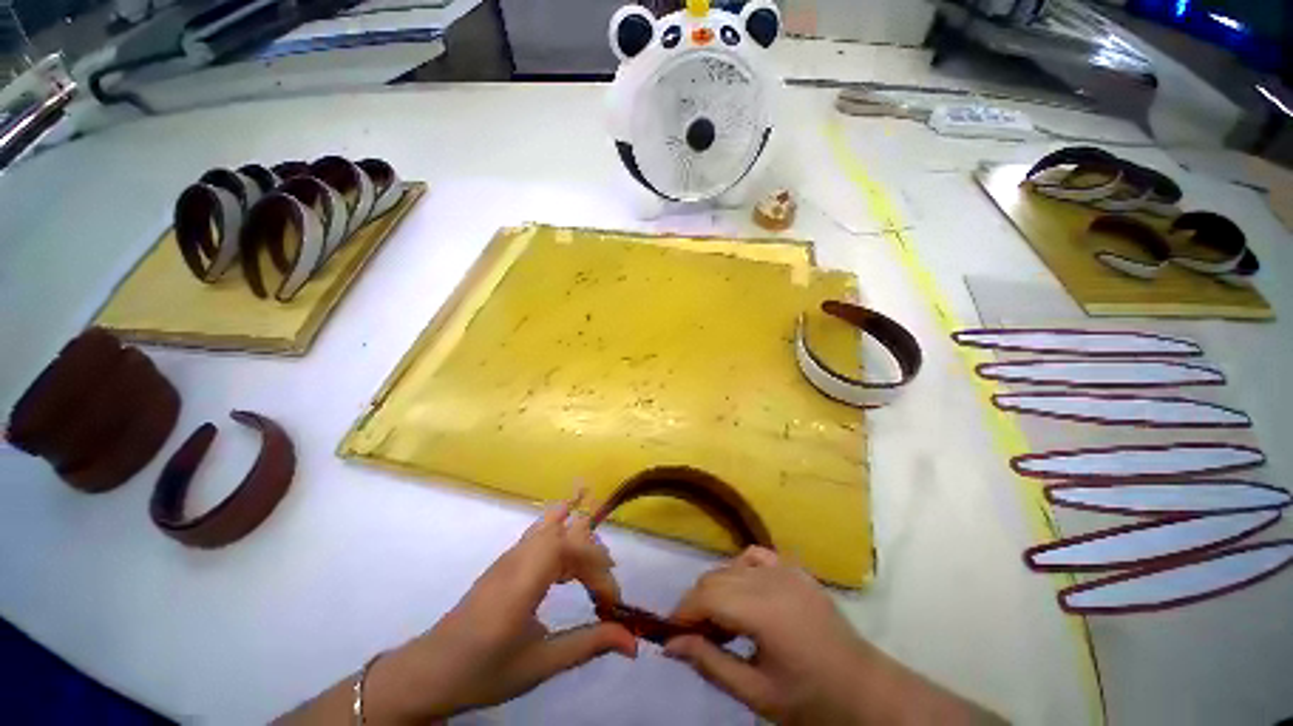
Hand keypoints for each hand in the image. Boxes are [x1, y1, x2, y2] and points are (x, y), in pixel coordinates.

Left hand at [320, 493, 638, 722]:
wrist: (428, 672)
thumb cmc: (484, 671)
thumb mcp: (539, 665)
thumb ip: (588, 645)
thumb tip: (633, 641)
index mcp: (524, 579)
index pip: (574, 549)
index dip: (600, 570)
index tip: (611, 604)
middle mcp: (519, 557)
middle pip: (568, 531)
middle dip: (594, 555)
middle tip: (604, 593)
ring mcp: (511, 554)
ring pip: (555, 524)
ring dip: (580, 542)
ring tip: (595, 569)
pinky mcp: (507, 559)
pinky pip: (542, 531)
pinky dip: (563, 535)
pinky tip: (569, 557)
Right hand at [664, 547, 1001, 724]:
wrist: (865, 690)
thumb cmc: (811, 700)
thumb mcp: (757, 694)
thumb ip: (711, 663)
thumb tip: (670, 644)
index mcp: (764, 610)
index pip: (707, 596)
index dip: (683, 612)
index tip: (671, 635)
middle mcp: (772, 579)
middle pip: (715, 578)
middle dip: (697, 604)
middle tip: (696, 637)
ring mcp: (786, 569)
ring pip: (731, 566)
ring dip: (717, 589)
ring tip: (721, 623)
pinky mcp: (795, 568)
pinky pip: (755, 557)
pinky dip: (740, 571)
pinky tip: (745, 594)